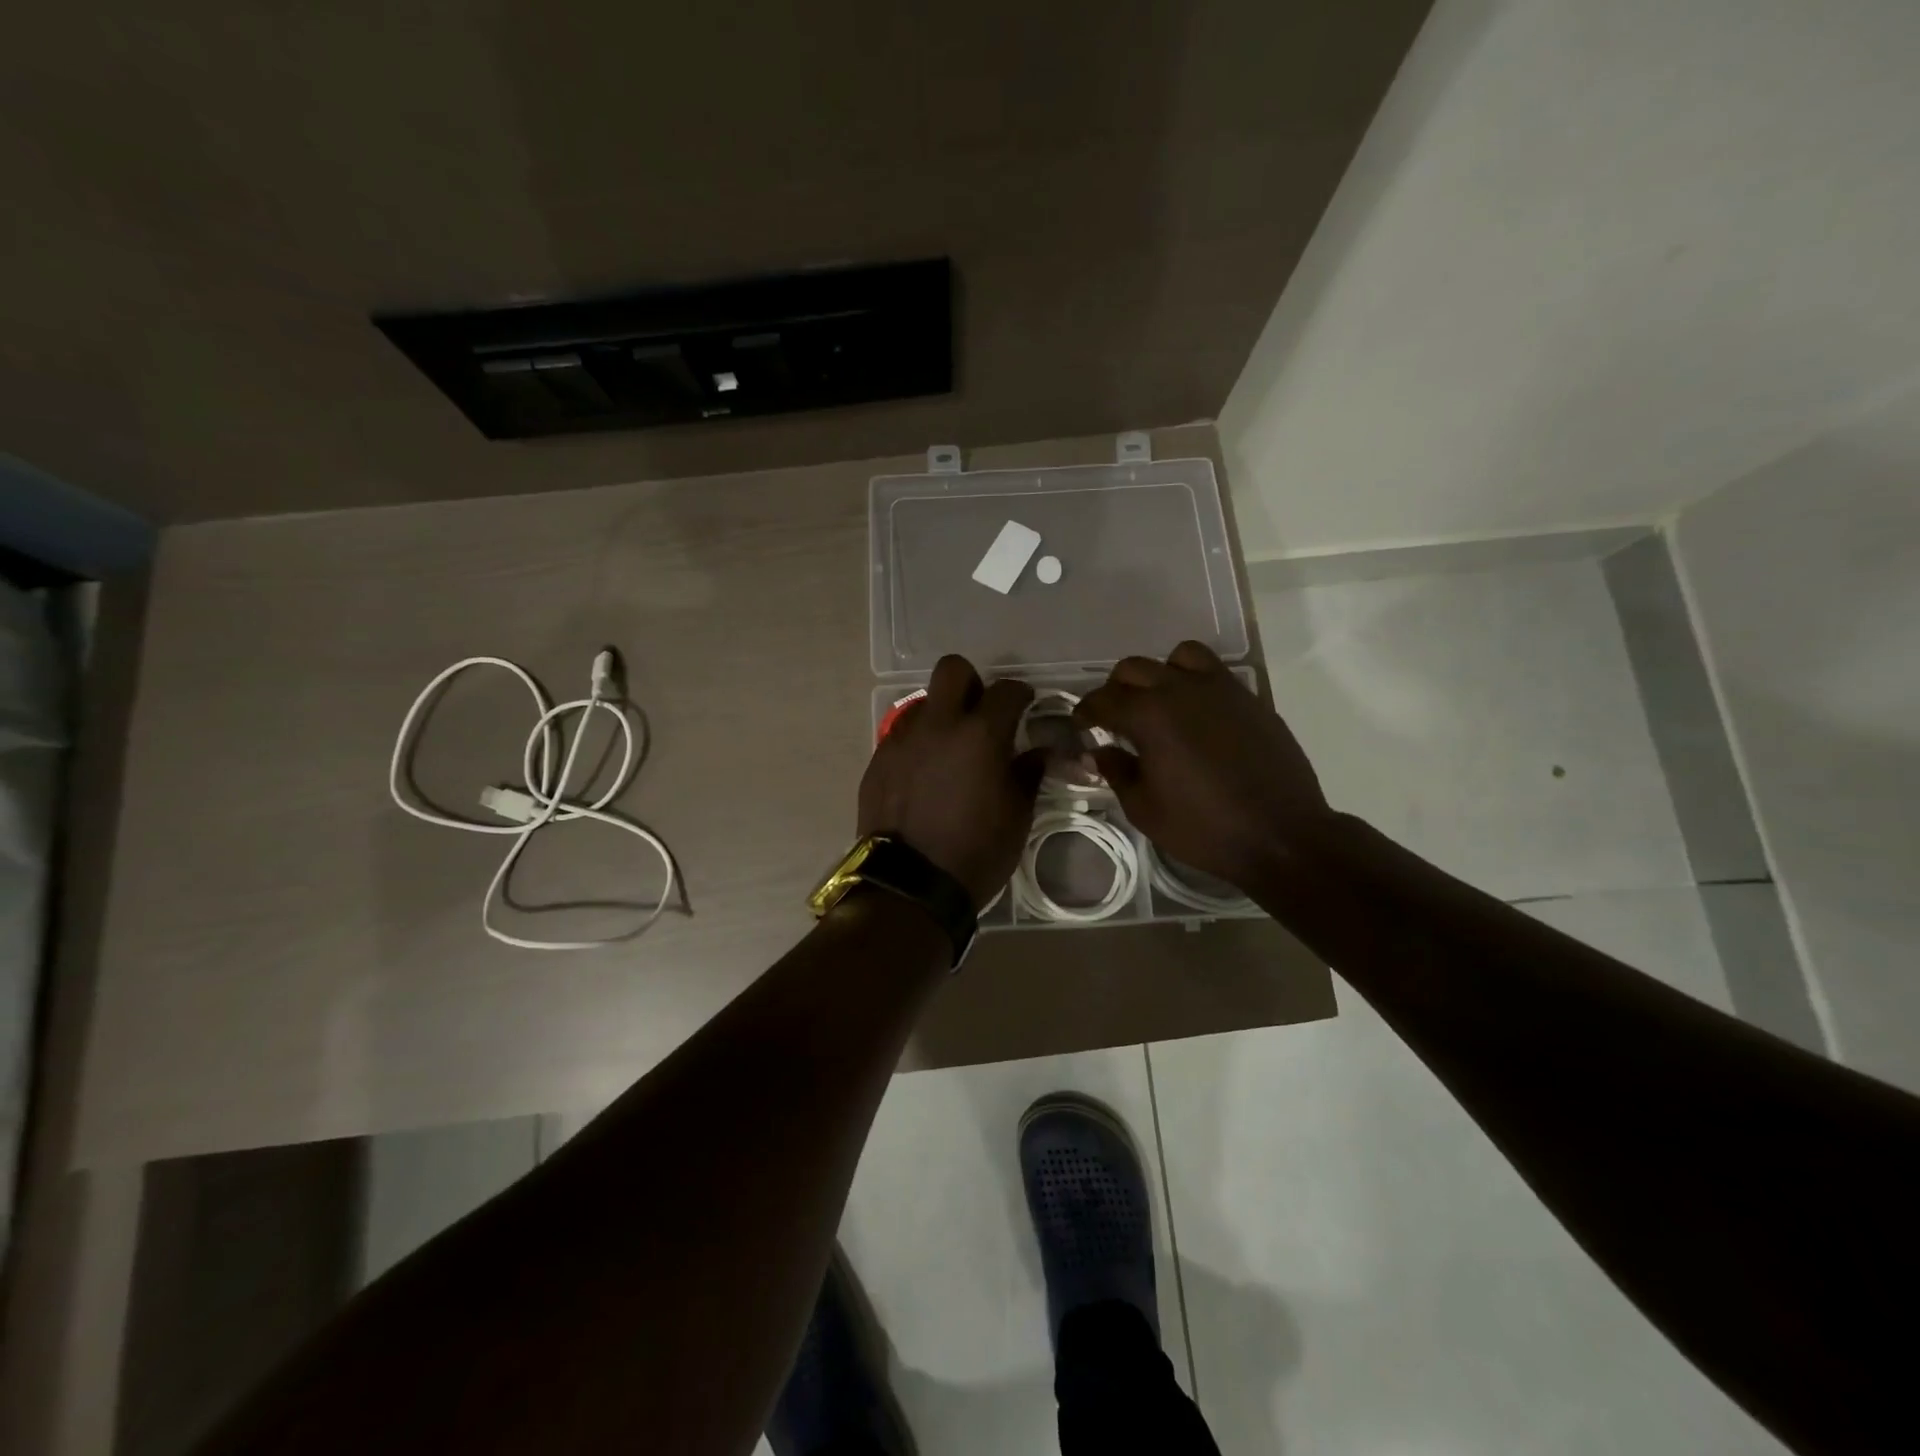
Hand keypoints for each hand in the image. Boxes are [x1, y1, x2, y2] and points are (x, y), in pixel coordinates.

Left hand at [858, 656, 1045, 908]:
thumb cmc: (976, 852)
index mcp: (980, 735)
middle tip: (981, 714)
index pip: (1006, 690)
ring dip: (942, 716)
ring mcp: (902, 740)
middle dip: (972, 683)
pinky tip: (925, 776)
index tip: (1025, 706)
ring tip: (950, 751)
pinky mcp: (878, 760)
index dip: (1020, 694)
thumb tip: (1039, 752)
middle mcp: (938, 725)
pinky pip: (902, 736)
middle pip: (953, 670)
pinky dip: (919, 745)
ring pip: (923, 704)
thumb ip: (1028, 773)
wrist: (909, 885)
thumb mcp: (1017, 816)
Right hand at [1076, 641, 1334, 894]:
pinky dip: (1193, 680)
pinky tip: (1195, 713)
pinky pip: (1213, 671)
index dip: (1085, 712)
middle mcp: (1181, 689)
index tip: (1081, 726)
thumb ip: (1117, 771)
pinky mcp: (1248, 697)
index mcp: (1149, 715)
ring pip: (1177, 656)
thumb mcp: (1144, 809)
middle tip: (1114, 718)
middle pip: (1133, 669)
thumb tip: (1100, 751)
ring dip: (1158, 674)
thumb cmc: (1204, 828)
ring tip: (1158, 703)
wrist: (1281, 835)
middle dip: (1115, 690)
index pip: (1103, 700)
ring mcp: (1220, 688)